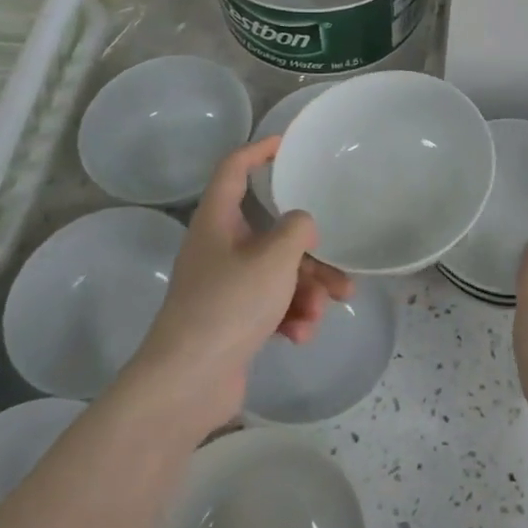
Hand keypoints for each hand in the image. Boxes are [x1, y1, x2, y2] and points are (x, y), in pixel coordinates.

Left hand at [129, 138, 352, 433]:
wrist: (188, 383)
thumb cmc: (228, 306)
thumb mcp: (273, 259)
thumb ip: (297, 229)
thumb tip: (302, 225)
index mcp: (217, 222)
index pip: (234, 169)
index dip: (259, 150)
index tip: (288, 144)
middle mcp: (219, 248)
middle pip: (272, 234)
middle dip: (310, 255)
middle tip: (340, 272)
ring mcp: (224, 286)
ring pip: (278, 274)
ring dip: (306, 292)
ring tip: (321, 313)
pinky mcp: (232, 320)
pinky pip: (271, 306)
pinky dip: (289, 316)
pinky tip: (300, 336)